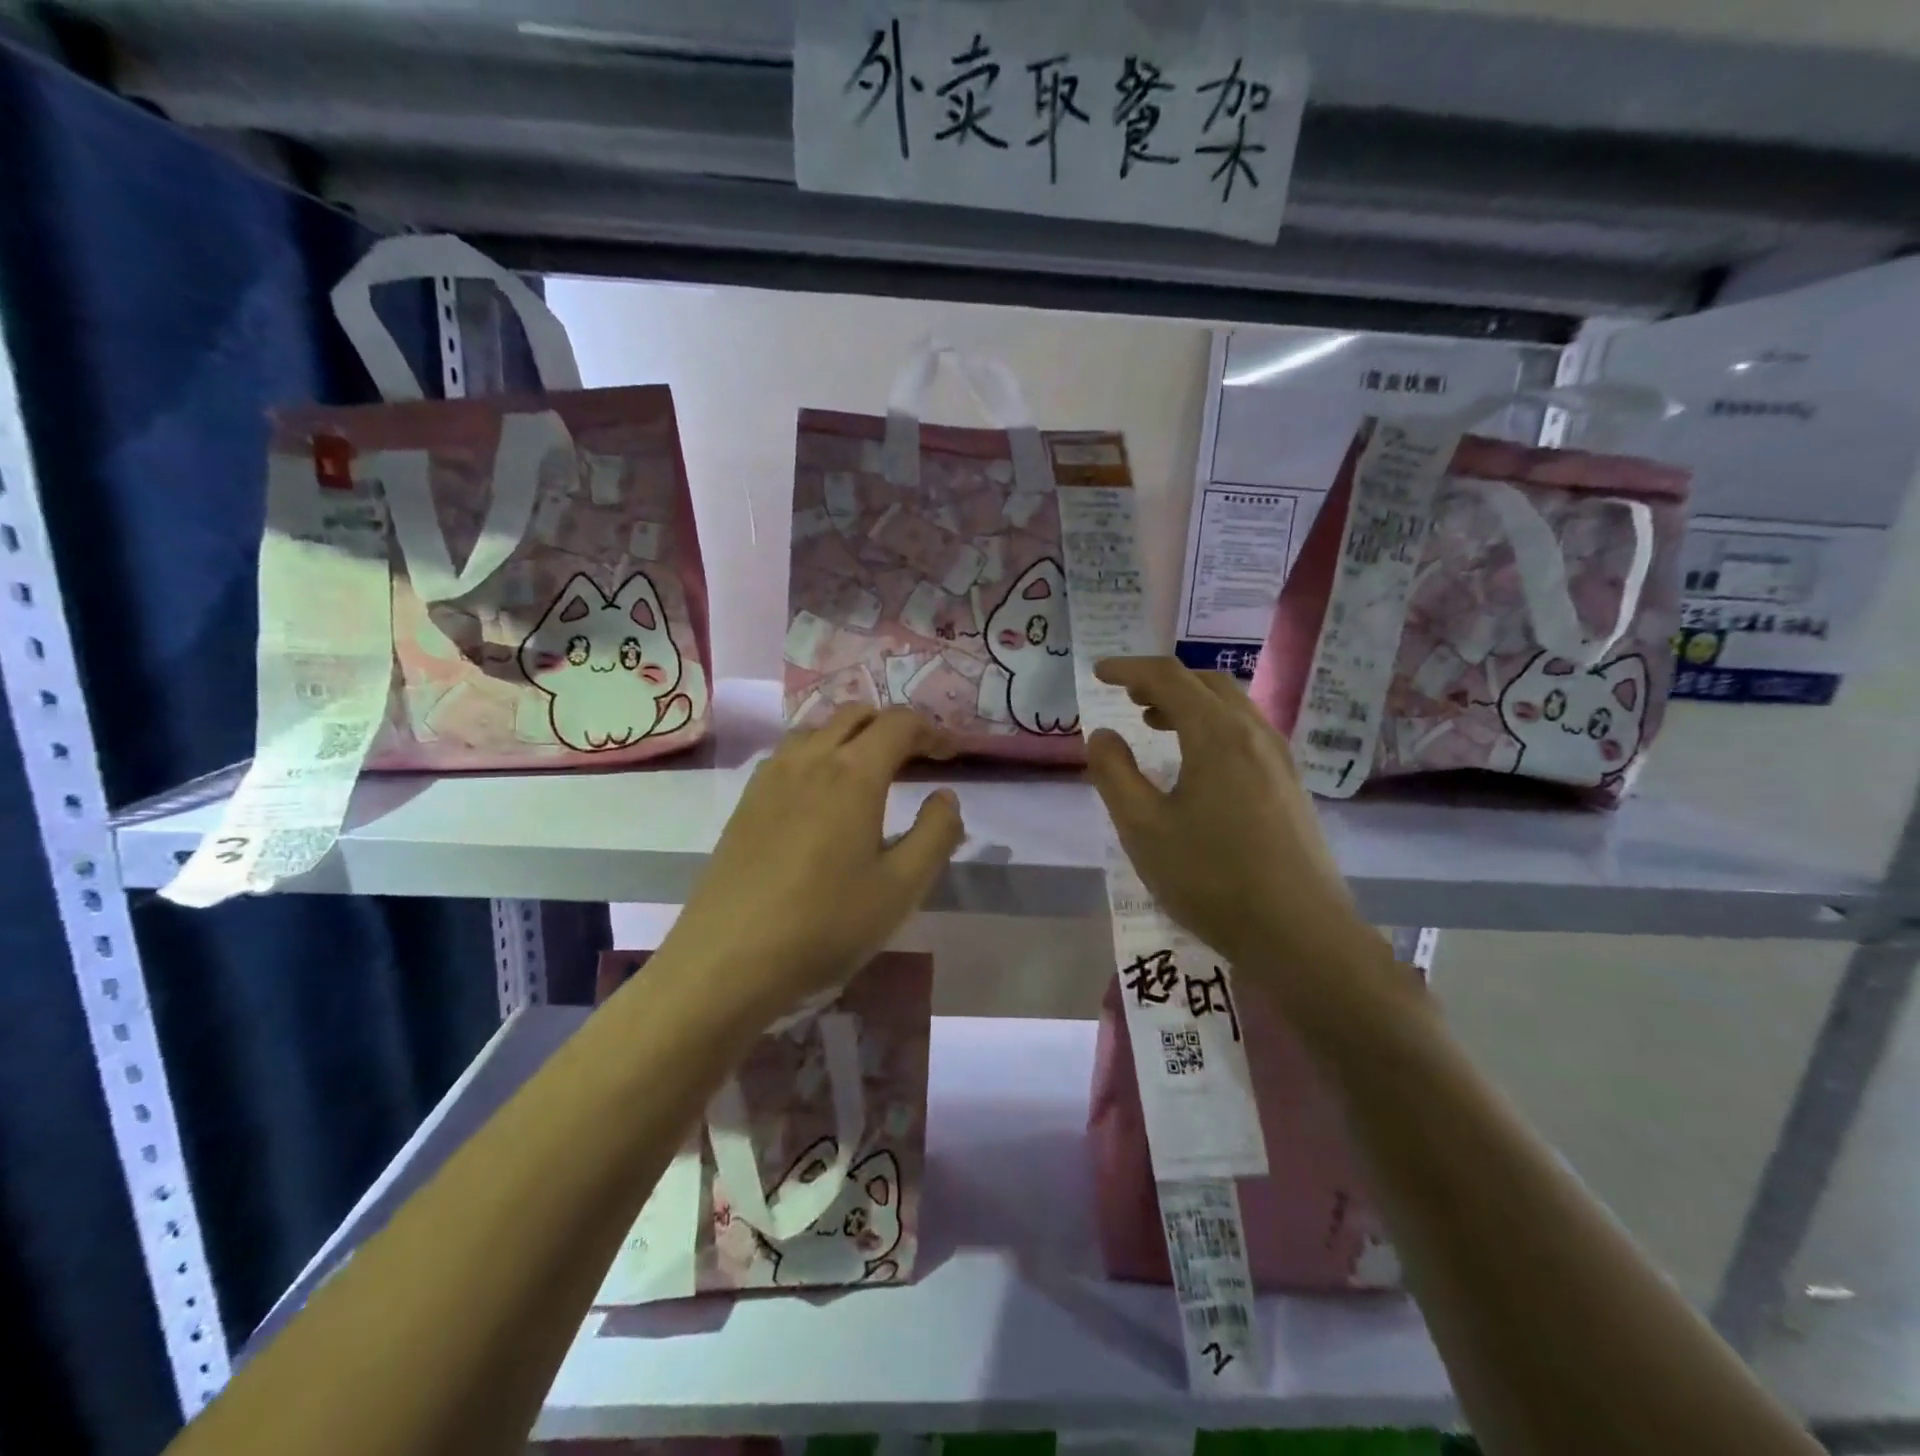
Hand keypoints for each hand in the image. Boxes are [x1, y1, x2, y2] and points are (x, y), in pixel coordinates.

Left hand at [663, 705, 964, 1020]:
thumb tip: (945, 797)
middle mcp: (810, 759)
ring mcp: (770, 776)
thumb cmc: (825, 924)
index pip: (899, 723)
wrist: (727, 960)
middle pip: (856, 714)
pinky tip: (821, 794)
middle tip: (917, 759)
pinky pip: (790, 753)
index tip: (950, 754)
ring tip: (871, 771)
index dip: (931, 731)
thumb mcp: (902, 888)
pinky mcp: (746, 800)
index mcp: (853, 773)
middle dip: (893, 726)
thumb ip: (936, 834)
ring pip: (818, 729)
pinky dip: (819, 753)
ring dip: (852, 736)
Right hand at [1085, 657, 1389, 1003]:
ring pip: (1230, 707)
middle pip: (1206, 682)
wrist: (1300, 933)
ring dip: (1189, 703)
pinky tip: (1197, 763)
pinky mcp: (1290, 785)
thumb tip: (1103, 734)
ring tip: (1156, 723)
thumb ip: (1114, 774)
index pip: (1168, 677)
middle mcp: (1254, 733)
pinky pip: (1246, 732)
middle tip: (1128, 695)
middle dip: (1162, 681)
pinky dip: (1212, 726)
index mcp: (1217, 733)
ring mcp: (1279, 758)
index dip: (1129, 669)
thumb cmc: (1211, 878)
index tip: (1099, 672)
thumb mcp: (1143, 828)